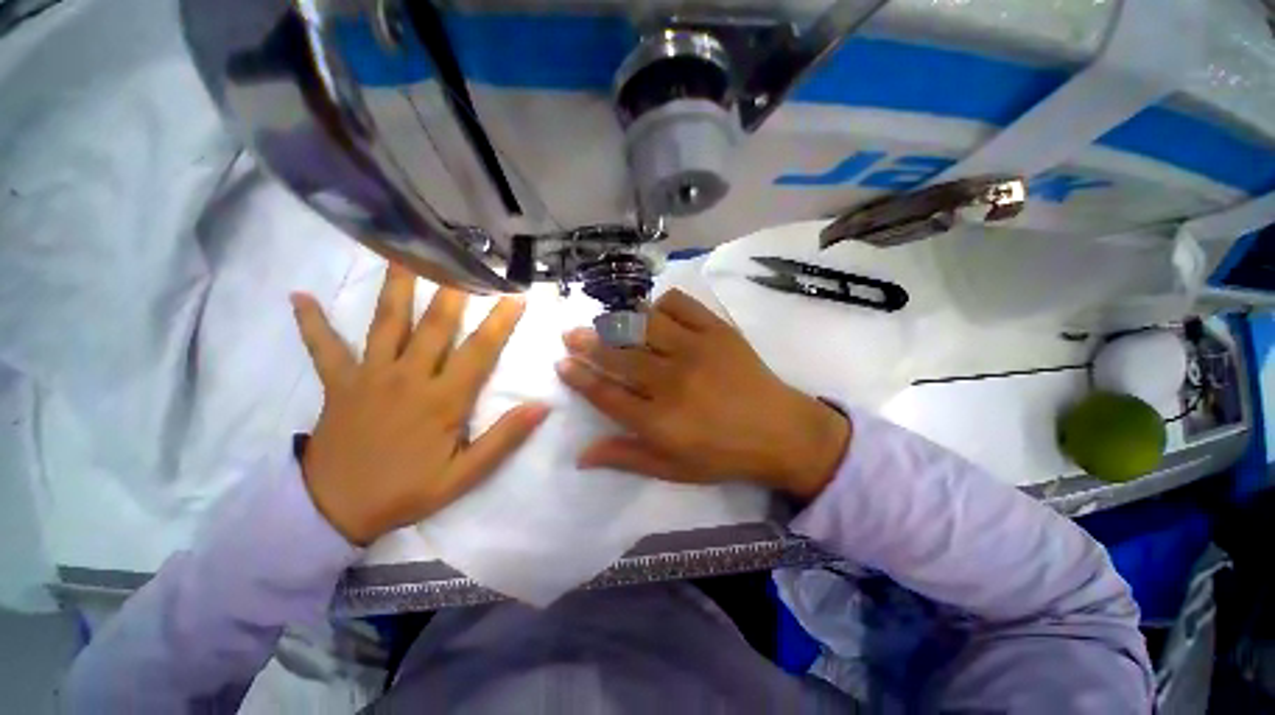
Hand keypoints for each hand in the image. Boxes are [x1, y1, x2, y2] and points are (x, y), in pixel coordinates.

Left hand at [291, 264, 547, 545]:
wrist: (335, 512)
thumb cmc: (407, 490)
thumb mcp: (465, 475)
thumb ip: (504, 438)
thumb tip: (542, 407)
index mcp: (443, 399)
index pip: (480, 350)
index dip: (501, 321)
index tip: (516, 295)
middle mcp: (409, 377)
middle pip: (435, 324)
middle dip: (455, 289)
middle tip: (465, 256)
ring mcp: (370, 376)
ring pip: (387, 323)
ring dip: (397, 287)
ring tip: (402, 252)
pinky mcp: (339, 383)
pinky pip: (324, 348)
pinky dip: (312, 323)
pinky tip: (299, 296)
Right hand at [556, 289, 849, 498]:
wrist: (781, 432)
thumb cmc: (723, 455)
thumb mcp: (673, 468)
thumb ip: (626, 457)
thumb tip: (580, 456)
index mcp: (659, 420)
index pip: (606, 393)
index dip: (579, 377)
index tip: (562, 363)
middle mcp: (672, 381)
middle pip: (619, 356)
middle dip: (588, 343)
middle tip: (571, 333)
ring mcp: (696, 350)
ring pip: (644, 326)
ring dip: (618, 321)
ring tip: (605, 320)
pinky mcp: (717, 331)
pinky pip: (680, 304)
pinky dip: (661, 304)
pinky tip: (654, 314)